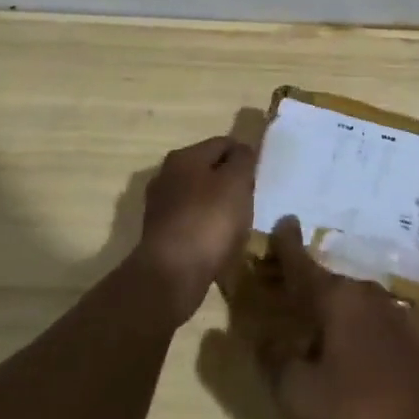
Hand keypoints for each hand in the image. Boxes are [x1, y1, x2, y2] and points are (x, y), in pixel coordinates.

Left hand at [136, 135, 257, 324]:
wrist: (172, 275)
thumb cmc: (208, 221)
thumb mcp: (236, 182)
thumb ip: (243, 160)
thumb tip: (242, 150)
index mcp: (184, 156)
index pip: (223, 143)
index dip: (244, 155)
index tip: (259, 177)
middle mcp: (166, 175)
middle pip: (208, 169)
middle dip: (230, 181)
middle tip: (250, 201)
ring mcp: (160, 205)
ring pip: (199, 196)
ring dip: (217, 206)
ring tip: (237, 225)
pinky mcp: (159, 234)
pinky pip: (190, 221)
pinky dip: (205, 227)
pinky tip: (217, 243)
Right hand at [251, 216, 418, 418]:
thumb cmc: (361, 411)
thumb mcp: (301, 395)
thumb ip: (275, 362)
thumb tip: (263, 338)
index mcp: (335, 297)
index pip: (301, 261)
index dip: (286, 242)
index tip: (281, 219)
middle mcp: (362, 293)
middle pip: (323, 280)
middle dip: (300, 282)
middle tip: (278, 286)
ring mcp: (389, 313)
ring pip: (345, 301)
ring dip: (323, 306)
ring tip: (304, 321)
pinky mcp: (406, 337)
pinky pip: (363, 319)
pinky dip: (345, 324)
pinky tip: (339, 349)